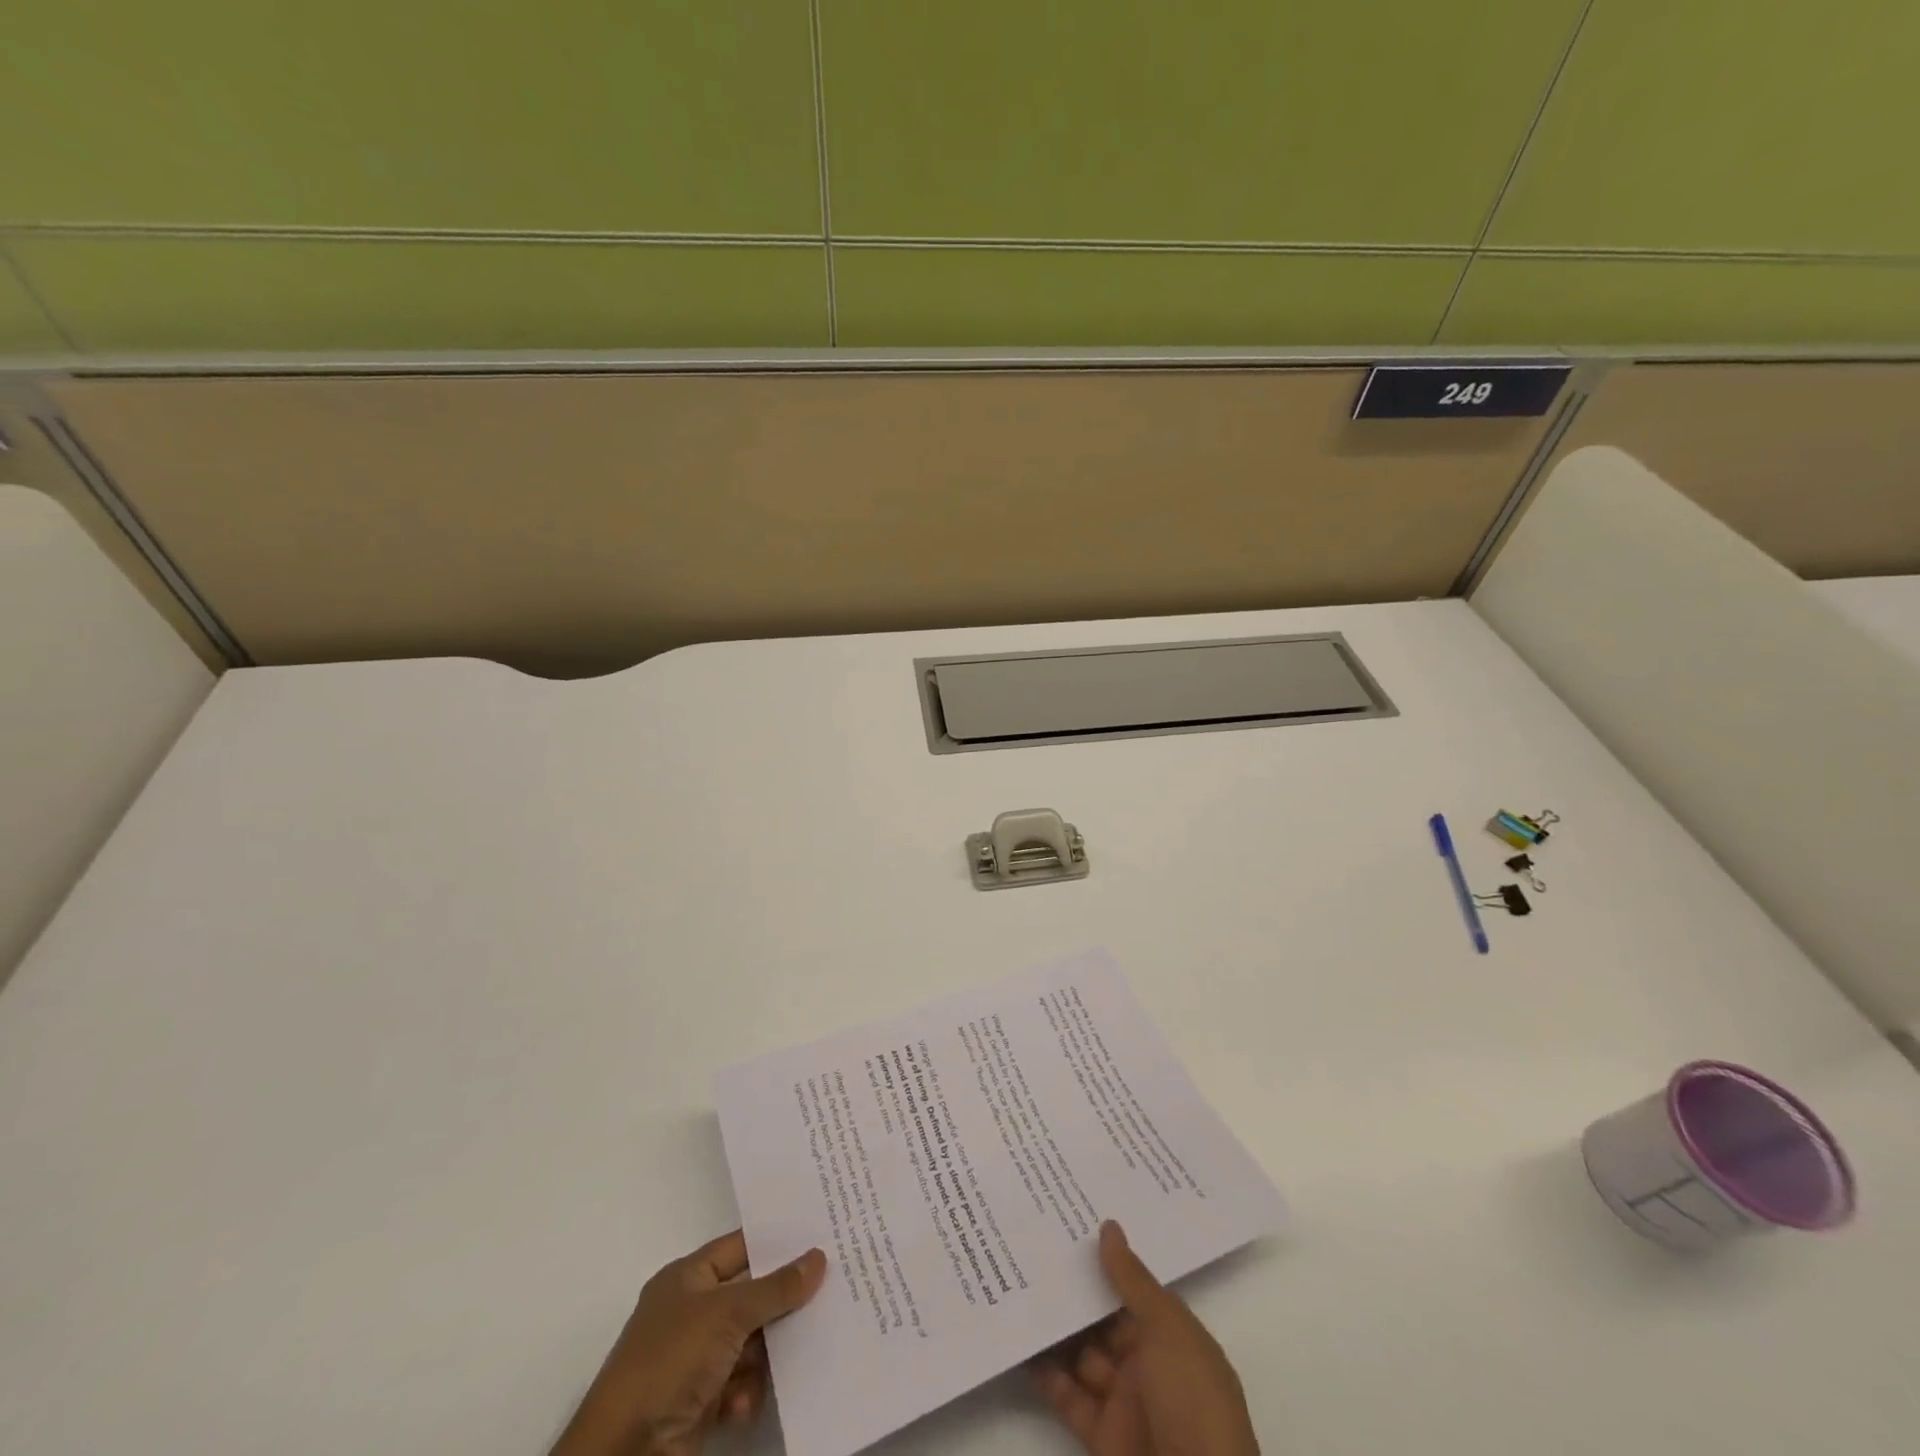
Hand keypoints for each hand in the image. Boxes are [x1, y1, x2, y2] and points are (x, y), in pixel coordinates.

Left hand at [551, 1231, 826, 1455]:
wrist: (622, 1455)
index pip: (740, 1247)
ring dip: (769, 1354)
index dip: (776, 1242)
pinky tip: (746, 1403)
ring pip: (750, 1342)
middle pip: (750, 1296)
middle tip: (829, 1291)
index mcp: (687, 1278)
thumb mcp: (728, 1313)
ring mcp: (694, 1360)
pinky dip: (748, 1391)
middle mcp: (691, 1313)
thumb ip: (776, 1287)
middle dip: (782, 1300)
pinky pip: (739, 1384)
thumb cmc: (670, 1360)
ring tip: (799, 1353)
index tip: (819, 1235)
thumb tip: (818, 1257)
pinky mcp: (699, 1403)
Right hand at [1032, 1221, 1258, 1455]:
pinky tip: (1019, 1339)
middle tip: (1035, 1245)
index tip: (1071, 1223)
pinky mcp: (1101, 1435)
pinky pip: (1068, 1395)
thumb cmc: (1193, 1403)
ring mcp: (1125, 1401)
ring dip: (1055, 1327)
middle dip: (1075, 1290)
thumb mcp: (1168, 1331)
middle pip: (1105, 1319)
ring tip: (1017, 1282)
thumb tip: (1109, 1226)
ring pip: (1083, 1354)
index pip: (1136, 1290)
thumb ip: (1132, 1281)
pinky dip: (1045, 1372)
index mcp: (1175, 1337)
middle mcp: (1150, 1365)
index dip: (1107, 1260)